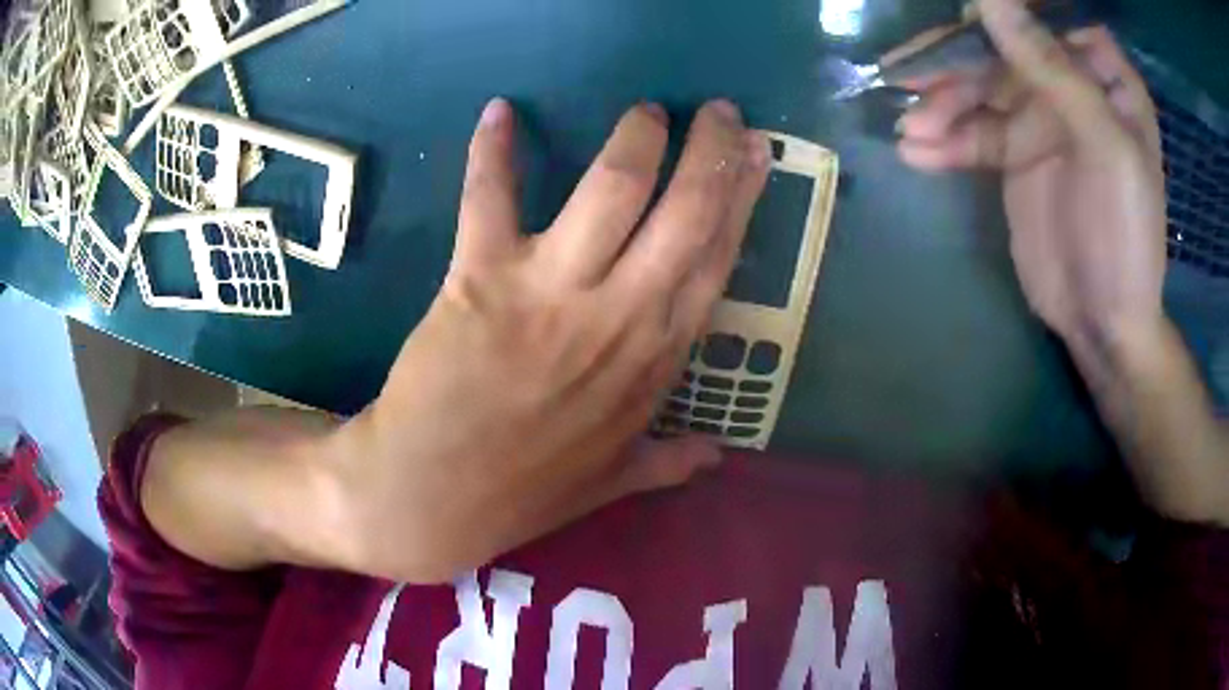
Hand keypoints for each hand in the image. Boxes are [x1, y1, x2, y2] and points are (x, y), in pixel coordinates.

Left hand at [322, 99, 770, 581]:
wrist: (430, 498)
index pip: (717, 258)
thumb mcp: (610, 483)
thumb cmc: (521, 490)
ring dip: (636, 139)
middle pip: (685, 212)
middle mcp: (619, 315)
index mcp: (655, 359)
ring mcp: (551, 292)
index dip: (741, 197)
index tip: (754, 154)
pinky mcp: (481, 277)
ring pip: (612, 189)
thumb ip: (668, 463)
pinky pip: (490, 197)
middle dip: (711, 150)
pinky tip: (499, 112)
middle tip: (718, 109)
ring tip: (646, 111)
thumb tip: (717, 457)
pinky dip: (490, 151)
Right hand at [896, 0, 1167, 348]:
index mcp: (1104, 77)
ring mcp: (1041, 118)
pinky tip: (918, 154)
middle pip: (1003, 49)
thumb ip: (1052, 69)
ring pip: (980, 88)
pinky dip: (945, 141)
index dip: (1003, 12)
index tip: (961, 21)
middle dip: (957, 64)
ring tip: (911, 131)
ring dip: (942, 106)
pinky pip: (973, 132)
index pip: (1047, 17)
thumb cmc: (1126, 239)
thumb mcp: (1103, 149)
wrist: (1104, 325)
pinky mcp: (1015, 154)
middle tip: (909, 77)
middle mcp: (1071, 86)